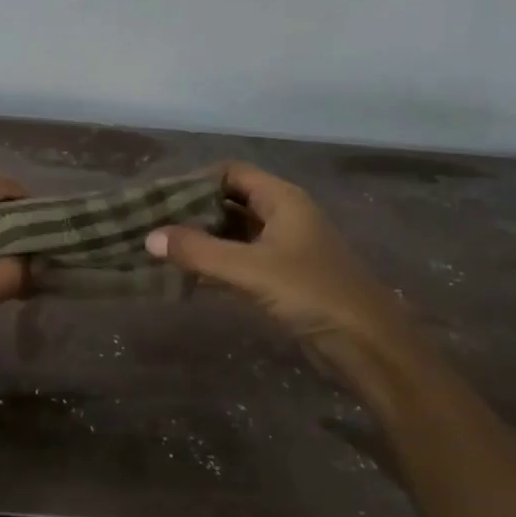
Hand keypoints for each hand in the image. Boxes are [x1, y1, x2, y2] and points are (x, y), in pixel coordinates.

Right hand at [146, 162, 419, 362]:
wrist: (366, 343)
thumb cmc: (311, 292)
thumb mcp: (250, 269)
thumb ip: (199, 252)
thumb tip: (149, 237)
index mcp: (283, 199)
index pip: (232, 173)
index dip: (196, 181)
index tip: (161, 197)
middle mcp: (284, 216)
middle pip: (231, 202)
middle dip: (194, 212)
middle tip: (154, 225)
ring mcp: (285, 248)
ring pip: (235, 234)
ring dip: (203, 240)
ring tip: (162, 249)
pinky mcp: (283, 278)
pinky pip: (241, 261)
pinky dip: (216, 264)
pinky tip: (187, 275)